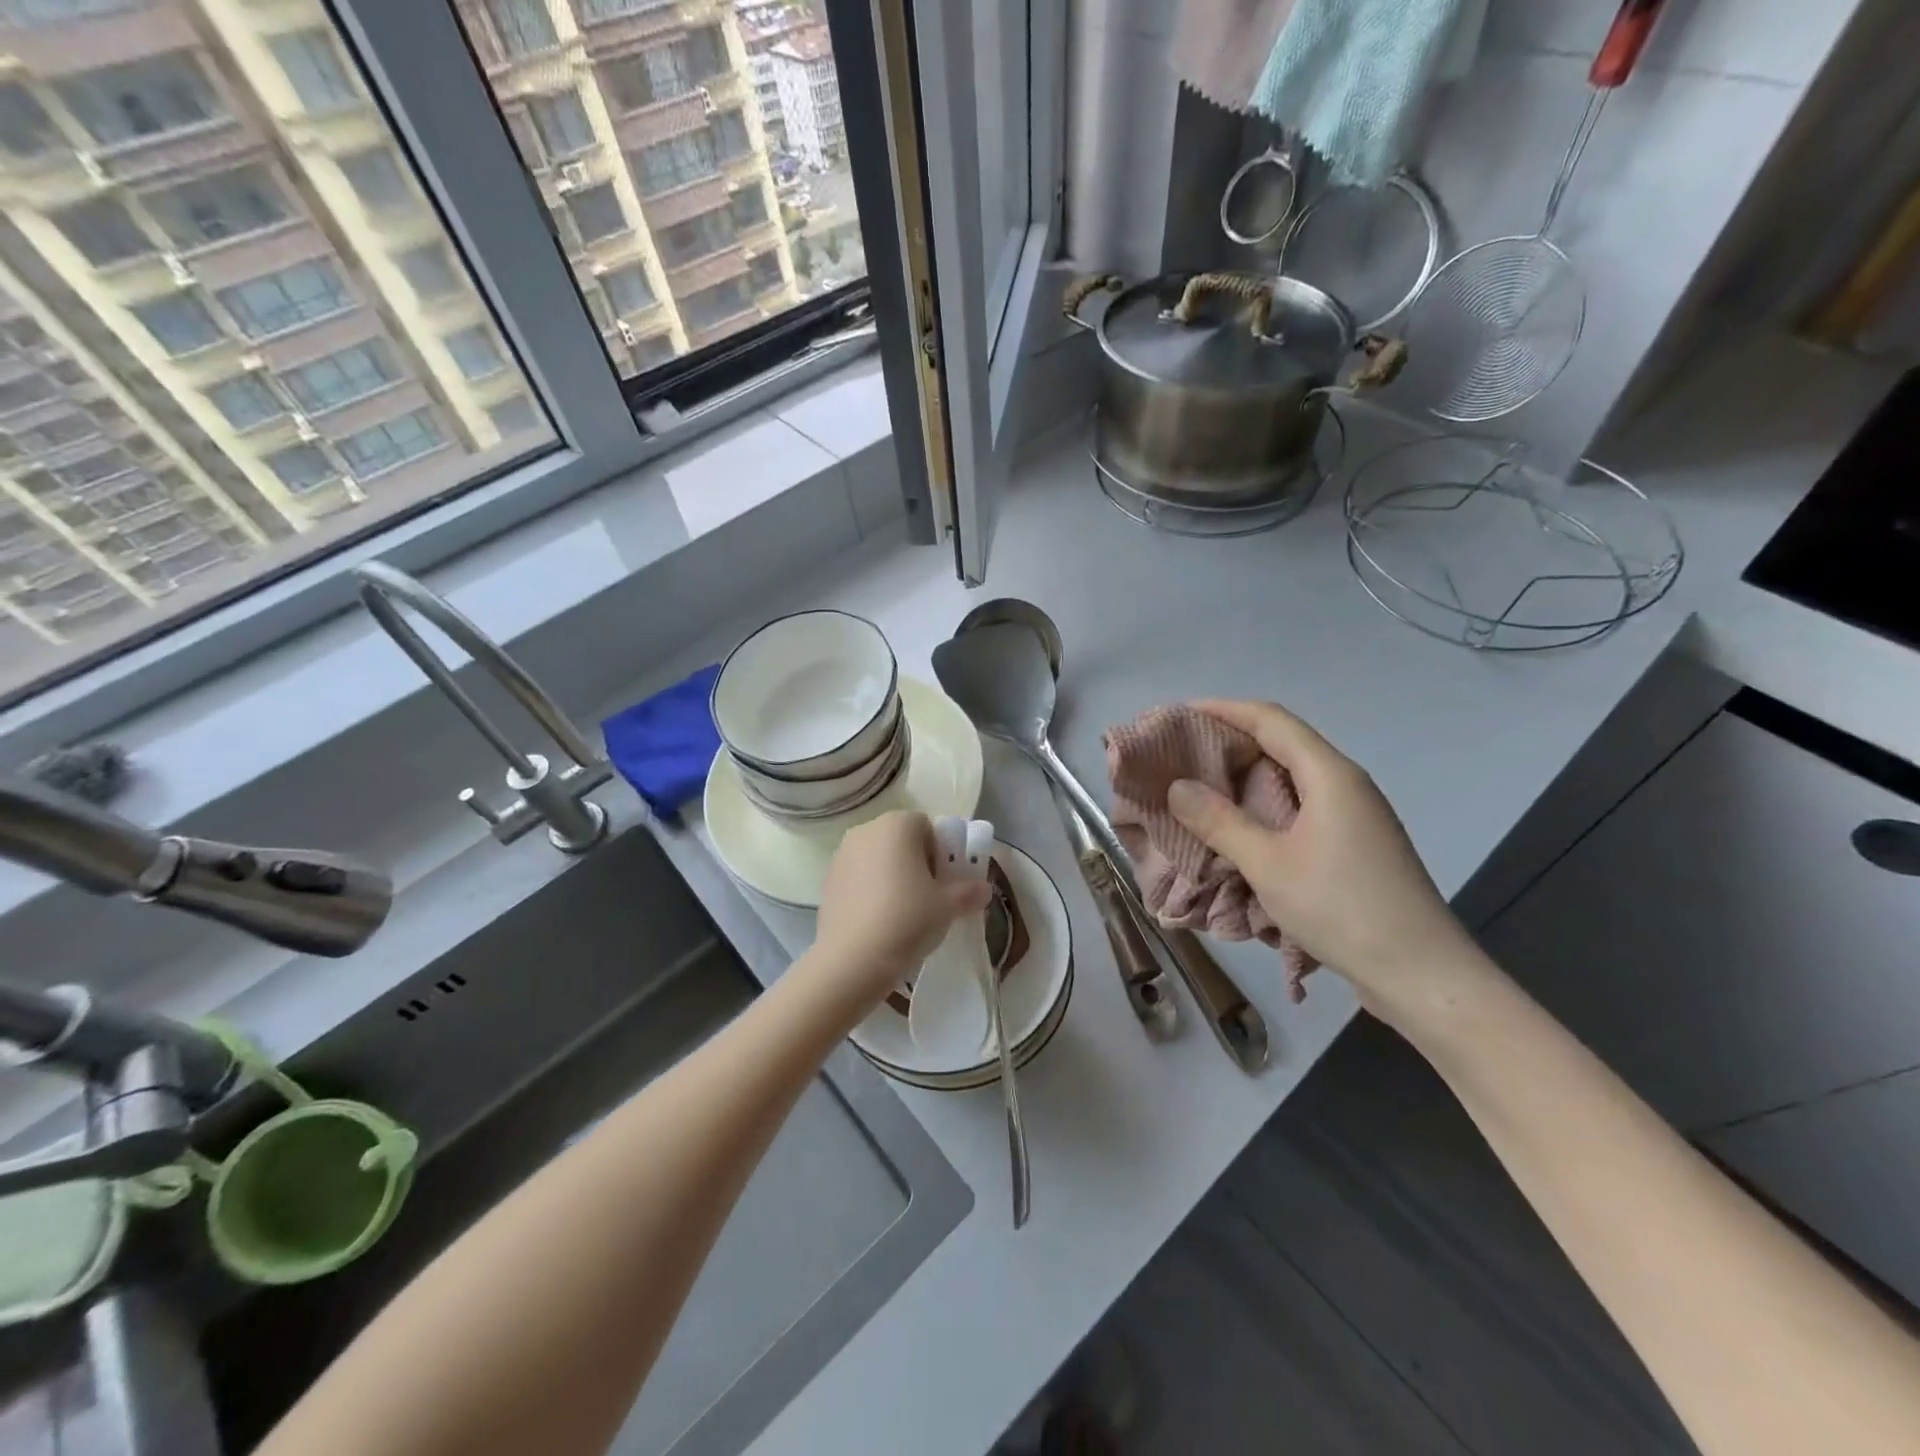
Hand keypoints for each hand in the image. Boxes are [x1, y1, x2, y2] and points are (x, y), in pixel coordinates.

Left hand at [809, 811, 993, 1008]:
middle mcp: (866, 830)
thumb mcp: (948, 907)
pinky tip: (879, 922)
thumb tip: (984, 890)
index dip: (940, 853)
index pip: (927, 826)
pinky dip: (871, 892)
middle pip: (901, 840)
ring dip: (892, 877)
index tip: (944, 882)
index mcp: (897, 825)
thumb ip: (969, 893)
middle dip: (917, 863)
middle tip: (928, 898)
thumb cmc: (907, 919)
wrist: (852, 959)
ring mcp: (842, 855)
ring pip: (878, 859)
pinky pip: (859, 878)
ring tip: (903, 914)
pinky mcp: (827, 881)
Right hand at [1166, 700, 1483, 1012]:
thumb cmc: (1342, 908)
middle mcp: (1345, 783)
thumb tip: (1177, 786)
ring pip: (1291, 778)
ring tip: (1200, 789)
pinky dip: (1264, 807)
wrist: (1422, 974)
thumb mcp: (1268, 864)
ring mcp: (1354, 814)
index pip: (1270, 720)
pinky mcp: (1355, 843)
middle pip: (1282, 743)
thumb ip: (1219, 822)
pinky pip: (1300, 807)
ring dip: (1245, 778)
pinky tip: (1239, 829)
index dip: (1223, 709)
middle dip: (1230, 743)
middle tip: (1180, 755)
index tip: (1179, 714)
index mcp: (1329, 774)